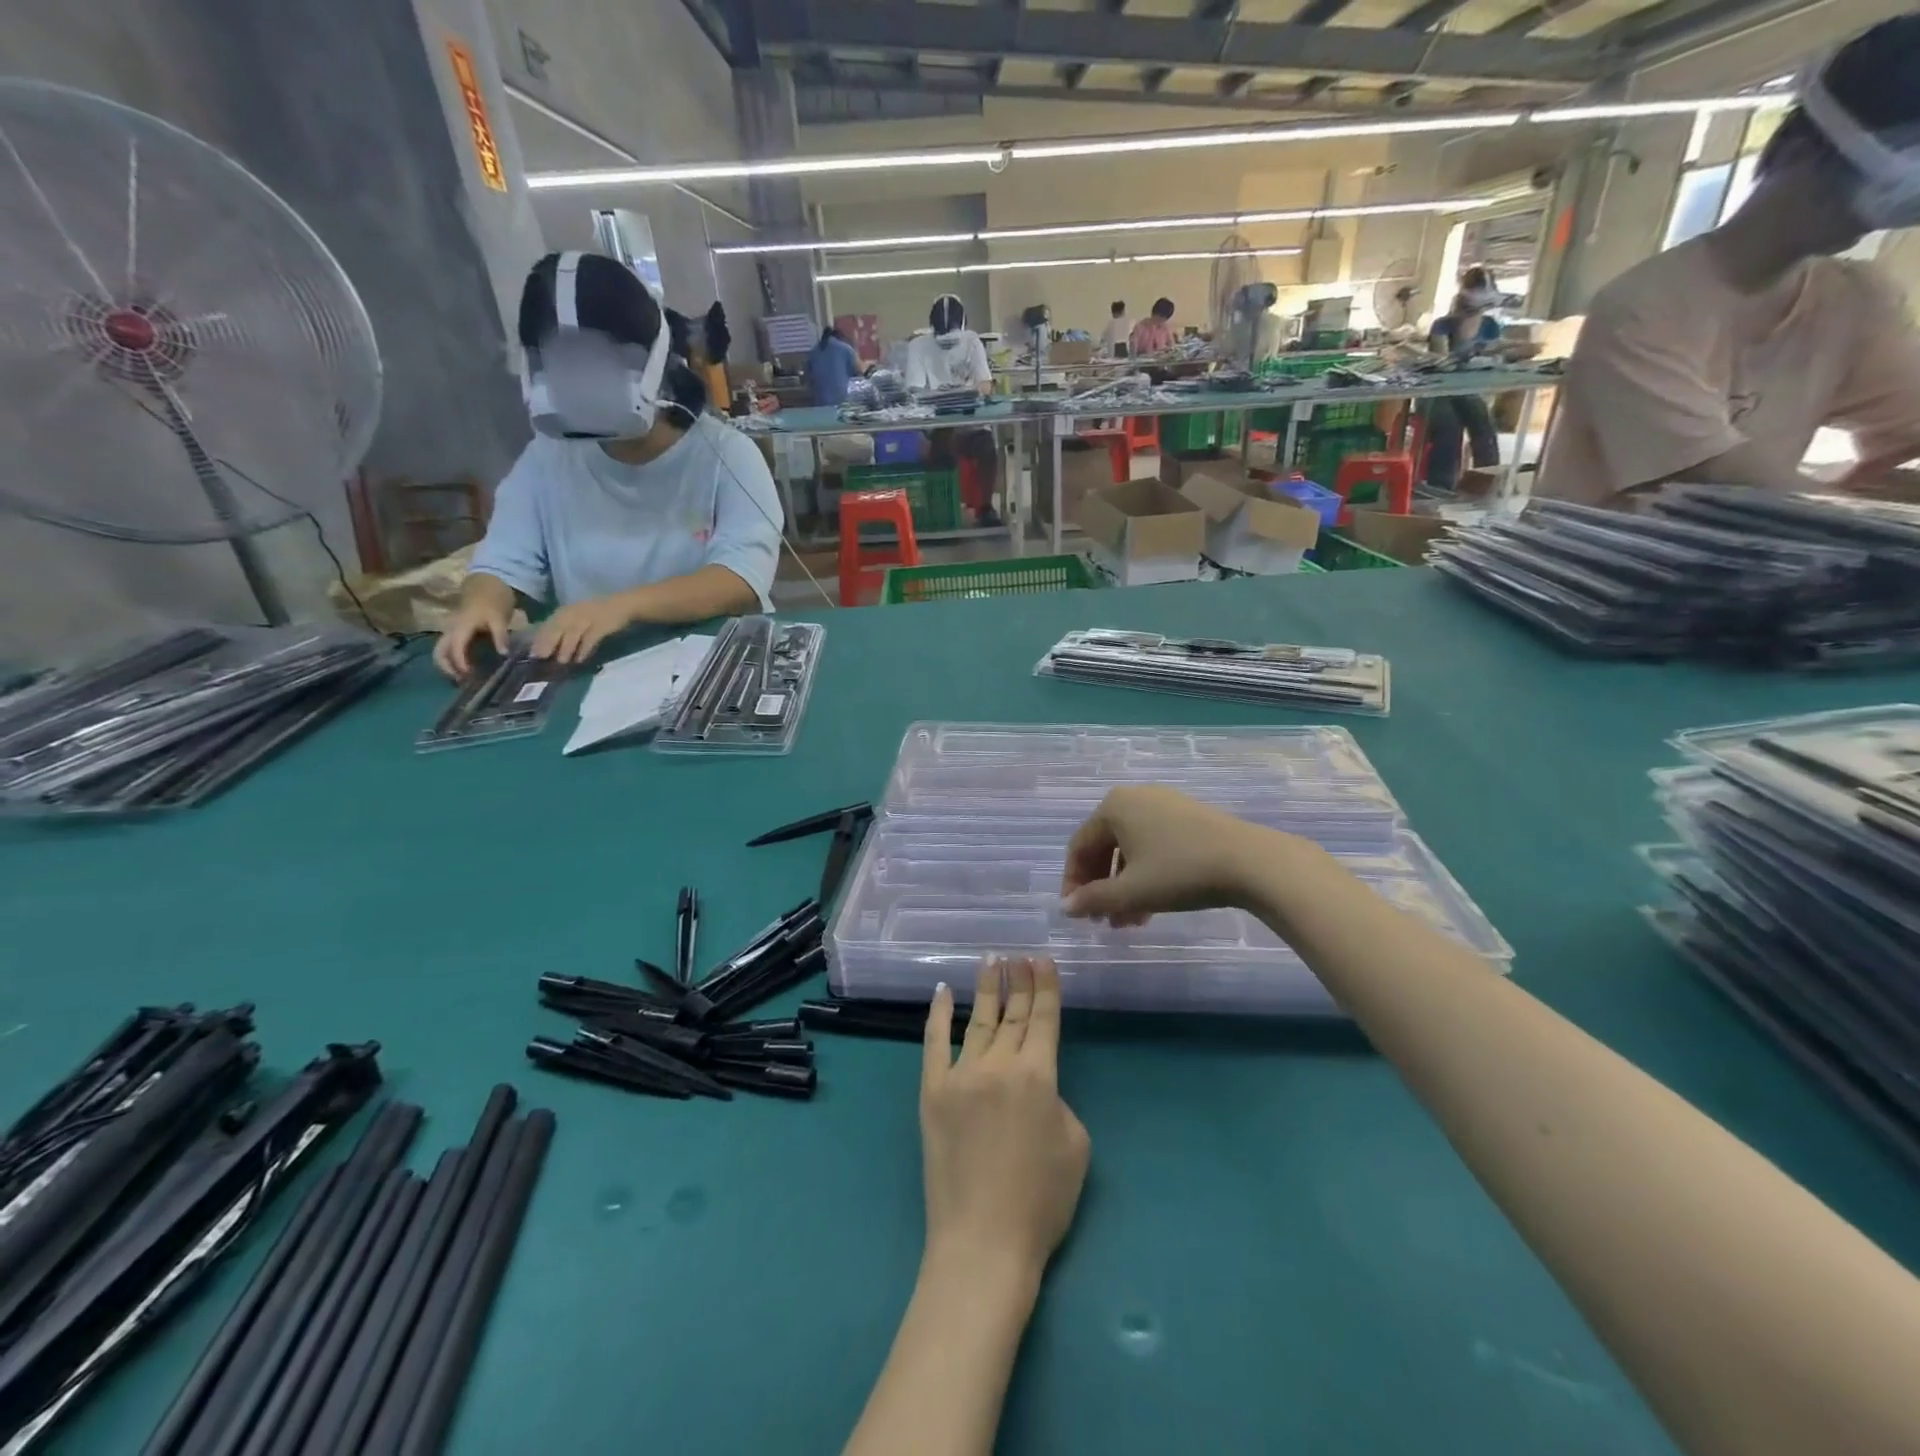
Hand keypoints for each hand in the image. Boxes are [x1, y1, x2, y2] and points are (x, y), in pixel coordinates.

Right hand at [432, 598, 509, 680]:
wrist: (486, 582)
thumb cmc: (493, 599)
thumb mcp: (500, 617)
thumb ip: (500, 636)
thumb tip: (503, 655)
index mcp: (460, 626)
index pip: (454, 648)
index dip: (460, 663)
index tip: (469, 676)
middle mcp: (450, 629)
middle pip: (439, 652)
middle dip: (447, 668)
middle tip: (464, 681)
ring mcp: (451, 630)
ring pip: (441, 650)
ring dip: (449, 665)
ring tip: (466, 678)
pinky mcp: (456, 631)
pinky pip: (449, 647)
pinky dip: (454, 659)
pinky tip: (469, 668)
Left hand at [529, 593, 636, 664]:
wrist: (622, 605)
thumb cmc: (597, 613)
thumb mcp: (577, 617)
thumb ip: (564, 629)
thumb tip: (547, 647)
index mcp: (565, 611)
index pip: (548, 625)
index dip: (539, 638)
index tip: (532, 654)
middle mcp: (573, 613)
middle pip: (557, 628)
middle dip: (548, 643)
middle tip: (541, 658)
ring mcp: (588, 617)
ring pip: (573, 633)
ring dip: (566, 647)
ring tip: (561, 661)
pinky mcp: (602, 624)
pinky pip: (591, 637)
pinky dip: (585, 648)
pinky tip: (580, 659)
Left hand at [921, 956, 1088, 1278]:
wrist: (983, 1243)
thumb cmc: (1041, 1201)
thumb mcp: (1076, 1146)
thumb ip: (1058, 1101)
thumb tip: (1035, 1088)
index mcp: (1039, 1075)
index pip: (1043, 1018)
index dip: (1045, 987)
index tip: (1043, 960)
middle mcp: (999, 1064)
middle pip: (1013, 1013)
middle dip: (1019, 980)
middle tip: (1019, 954)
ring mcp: (961, 1075)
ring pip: (978, 1020)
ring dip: (986, 988)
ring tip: (991, 960)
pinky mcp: (932, 1092)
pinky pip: (934, 1043)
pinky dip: (938, 1016)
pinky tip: (942, 992)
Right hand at [1060, 785, 1275, 926]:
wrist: (1250, 862)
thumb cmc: (1180, 872)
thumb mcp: (1131, 891)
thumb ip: (1093, 899)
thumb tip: (1065, 907)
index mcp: (1113, 807)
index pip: (1079, 847)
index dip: (1073, 883)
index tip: (1076, 914)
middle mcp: (1135, 798)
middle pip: (1104, 847)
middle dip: (1102, 888)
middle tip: (1103, 921)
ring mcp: (1164, 805)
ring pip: (1131, 850)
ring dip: (1124, 887)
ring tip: (1130, 922)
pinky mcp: (1188, 817)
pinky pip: (1154, 846)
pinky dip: (1146, 874)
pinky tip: (1152, 905)